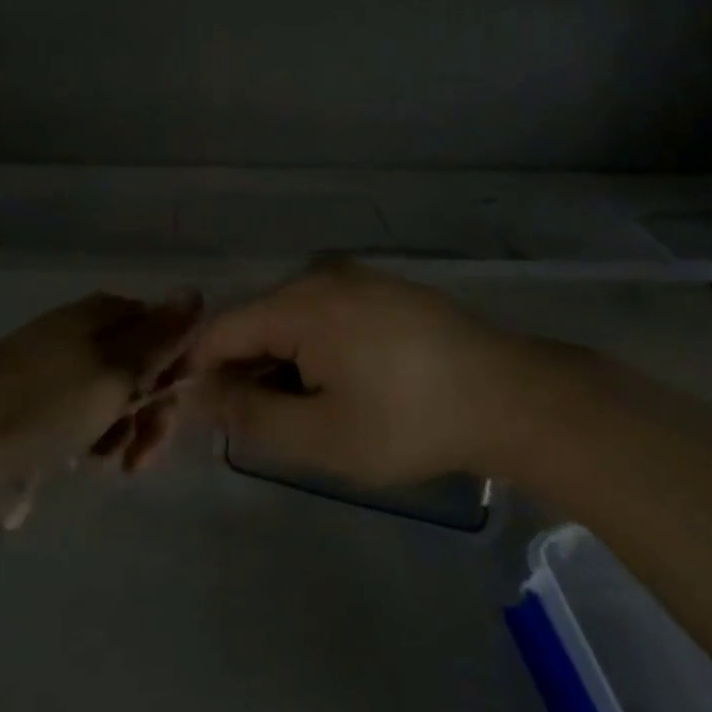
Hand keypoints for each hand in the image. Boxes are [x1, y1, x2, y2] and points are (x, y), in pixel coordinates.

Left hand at [0, 292, 200, 497]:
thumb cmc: (44, 402)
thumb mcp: (114, 371)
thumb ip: (160, 337)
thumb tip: (197, 292)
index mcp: (108, 313)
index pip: (167, 335)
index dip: (175, 378)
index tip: (165, 418)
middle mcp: (87, 325)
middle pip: (142, 365)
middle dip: (147, 412)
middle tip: (136, 459)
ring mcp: (60, 355)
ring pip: (115, 390)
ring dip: (121, 427)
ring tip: (102, 459)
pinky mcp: (39, 385)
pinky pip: (84, 403)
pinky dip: (91, 429)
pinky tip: (80, 455)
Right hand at [187, 262, 564, 485]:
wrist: (511, 397)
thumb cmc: (408, 422)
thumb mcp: (321, 435)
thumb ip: (250, 415)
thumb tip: (200, 395)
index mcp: (299, 303)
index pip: (221, 330)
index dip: (201, 372)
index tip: (202, 417)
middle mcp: (320, 276)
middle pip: (256, 322)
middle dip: (246, 371)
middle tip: (262, 426)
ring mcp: (356, 278)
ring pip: (291, 319)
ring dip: (282, 363)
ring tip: (307, 411)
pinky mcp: (383, 289)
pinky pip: (325, 314)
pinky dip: (315, 348)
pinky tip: (343, 384)